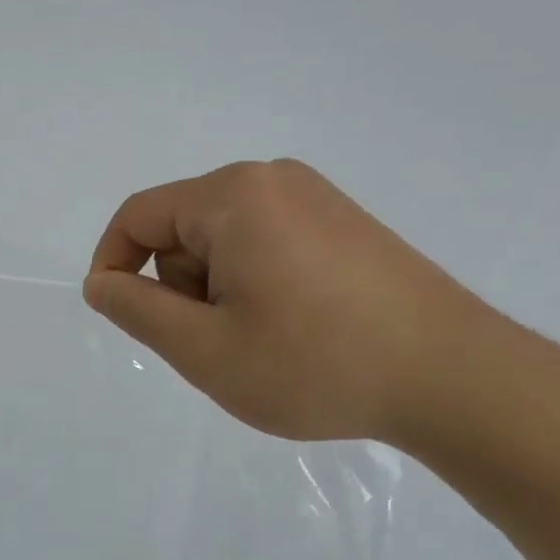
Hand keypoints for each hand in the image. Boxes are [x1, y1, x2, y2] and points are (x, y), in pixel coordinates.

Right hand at [83, 159, 500, 446]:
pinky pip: (266, 242)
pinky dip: (255, 283)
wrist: (457, 379)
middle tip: (217, 343)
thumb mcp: (204, 349)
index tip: (120, 315)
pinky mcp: (343, 222)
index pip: (138, 216)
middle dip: (180, 285)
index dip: (113, 264)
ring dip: (218, 289)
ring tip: (262, 341)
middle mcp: (271, 180)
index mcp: (233, 196)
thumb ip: (137, 310)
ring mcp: (314, 198)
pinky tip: (295, 327)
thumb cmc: (316, 363)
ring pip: (223, 239)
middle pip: (182, 227)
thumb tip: (102, 282)